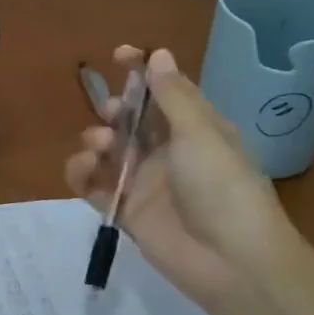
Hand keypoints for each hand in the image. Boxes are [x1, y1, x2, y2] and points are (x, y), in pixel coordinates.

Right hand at [66, 45, 298, 314]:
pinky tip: (84, 170)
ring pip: (108, 151)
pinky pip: (94, 186)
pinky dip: (82, 174)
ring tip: (100, 148)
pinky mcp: (125, 212)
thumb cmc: (222, 187)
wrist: (231, 262)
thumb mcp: (201, 133)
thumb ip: (173, 96)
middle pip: (130, 120)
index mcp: (195, 129)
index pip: (164, 92)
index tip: (118, 55)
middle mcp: (168, 152)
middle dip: (114, 110)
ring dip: (96, 140)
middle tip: (111, 113)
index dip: (141, 72)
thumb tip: (158, 53)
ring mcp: (145, 183)